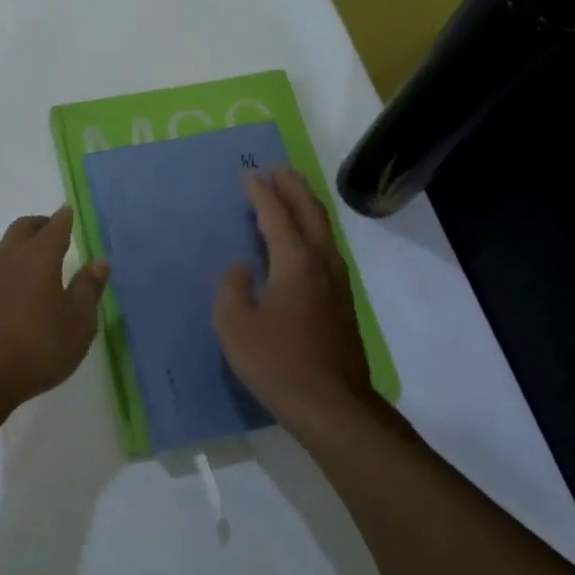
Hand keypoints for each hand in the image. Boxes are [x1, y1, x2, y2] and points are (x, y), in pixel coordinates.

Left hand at [0, 206, 109, 415]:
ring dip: (21, 247)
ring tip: (37, 263)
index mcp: (38, 257)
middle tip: (53, 230)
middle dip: (39, 225)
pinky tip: (15, 294)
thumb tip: (99, 262)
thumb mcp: (77, 324)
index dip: (64, 218)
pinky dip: (8, 272)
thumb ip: (88, 289)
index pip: (54, 227)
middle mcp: (8, 259)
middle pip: (22, 228)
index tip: (68, 213)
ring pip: (4, 249)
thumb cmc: (36, 348)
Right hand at [214, 168, 382, 432]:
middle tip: (276, 169)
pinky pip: (327, 249)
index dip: (261, 193)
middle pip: (310, 212)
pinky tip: (303, 241)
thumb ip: (232, 288)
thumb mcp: (234, 326)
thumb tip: (243, 268)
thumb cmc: (277, 362)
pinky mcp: (342, 301)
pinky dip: (312, 231)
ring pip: (324, 230)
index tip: (248, 174)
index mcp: (295, 262)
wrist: (332, 404)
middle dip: (292, 187)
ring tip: (291, 194)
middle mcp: (321, 263)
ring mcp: (337, 282)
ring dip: (306, 206)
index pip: (276, 215)